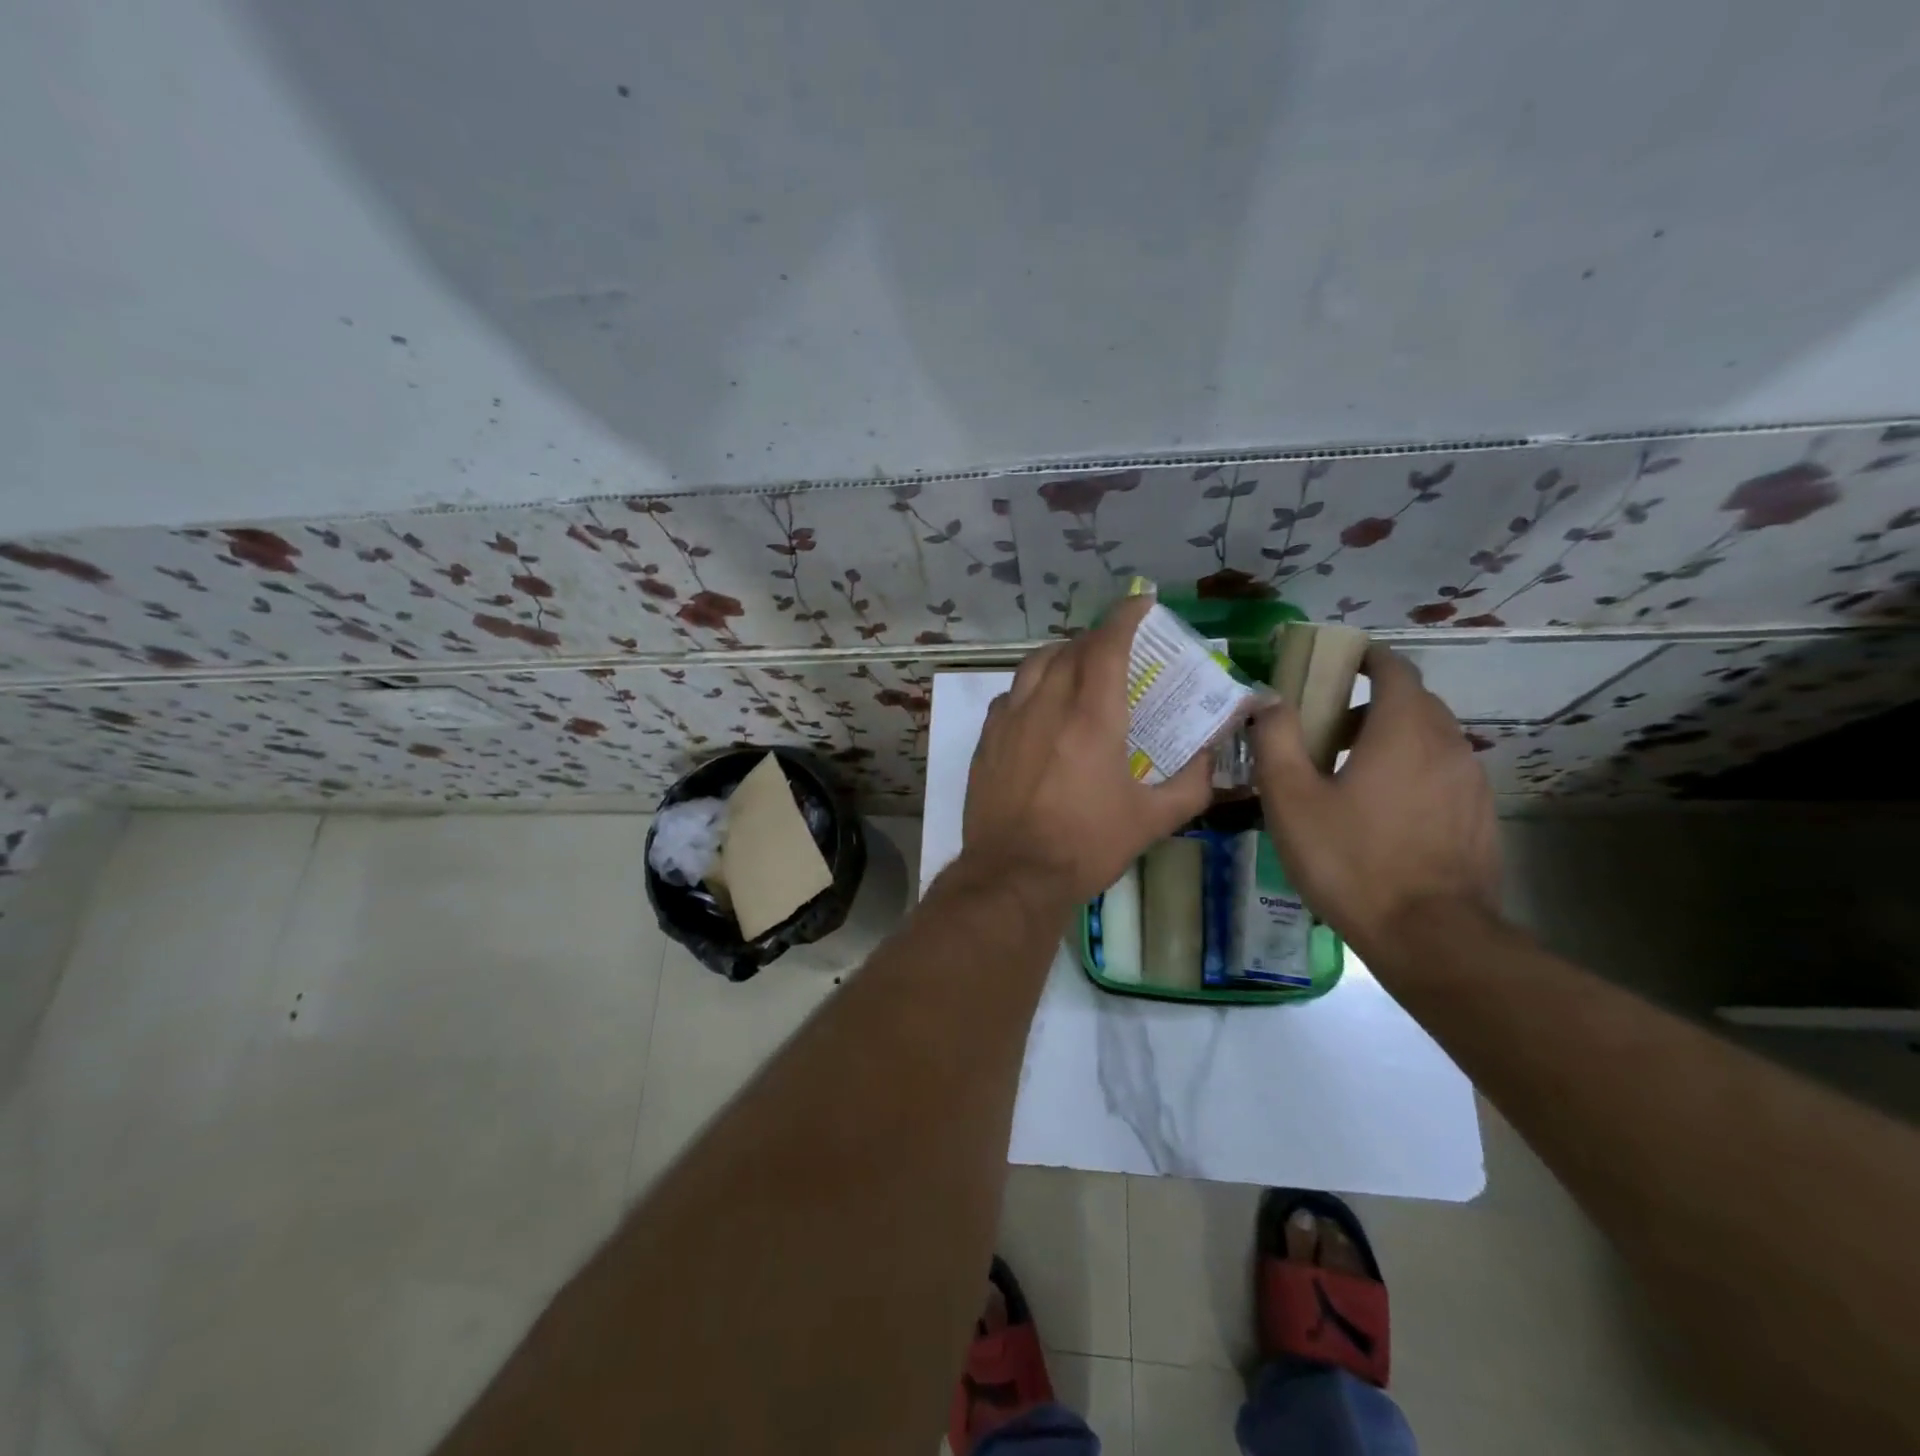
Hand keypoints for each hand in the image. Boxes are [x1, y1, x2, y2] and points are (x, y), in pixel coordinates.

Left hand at [962, 595, 1214, 905]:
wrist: (1014, 875)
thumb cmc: (1087, 846)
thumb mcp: (1153, 820)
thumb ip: (1191, 783)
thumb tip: (1211, 756)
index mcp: (1092, 717)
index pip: (1108, 645)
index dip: (1126, 616)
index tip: (1141, 603)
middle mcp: (1047, 705)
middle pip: (1071, 649)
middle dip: (1097, 639)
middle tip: (1118, 649)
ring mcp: (1010, 720)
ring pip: (1035, 665)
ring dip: (1062, 656)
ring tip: (1079, 669)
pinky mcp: (987, 739)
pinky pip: (1011, 694)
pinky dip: (1032, 686)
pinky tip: (1041, 707)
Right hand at [1249, 645, 1501, 957]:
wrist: (1429, 935)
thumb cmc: (1350, 860)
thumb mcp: (1291, 798)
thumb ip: (1276, 739)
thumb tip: (1269, 699)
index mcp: (1403, 729)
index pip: (1394, 668)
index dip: (1365, 658)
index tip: (1335, 665)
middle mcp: (1447, 743)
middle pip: (1413, 701)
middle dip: (1370, 702)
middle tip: (1327, 729)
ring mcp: (1470, 781)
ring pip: (1431, 738)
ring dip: (1392, 738)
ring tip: (1351, 773)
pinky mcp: (1479, 815)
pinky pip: (1443, 772)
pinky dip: (1413, 770)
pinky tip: (1383, 812)